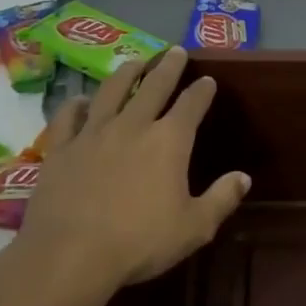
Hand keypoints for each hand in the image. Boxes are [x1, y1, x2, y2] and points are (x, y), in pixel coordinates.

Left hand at [17, 46, 250, 294]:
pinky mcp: (62, 148)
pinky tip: (80, 100)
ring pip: (112, 91)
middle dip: (168, 66)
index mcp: (169, 141)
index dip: (202, 90)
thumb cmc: (139, 242)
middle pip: (154, 86)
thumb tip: (244, 177)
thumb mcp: (194, 228)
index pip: (191, 104)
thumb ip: (221, 199)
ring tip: (135, 61)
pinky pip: (68, 117)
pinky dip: (76, 105)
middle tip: (175, 51)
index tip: (208, 80)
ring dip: (127, 72)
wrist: (69, 255)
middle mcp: (133, 125)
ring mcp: (93, 133)